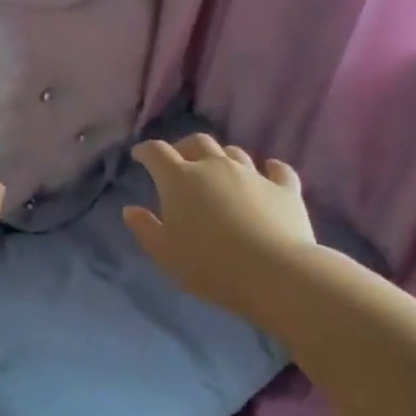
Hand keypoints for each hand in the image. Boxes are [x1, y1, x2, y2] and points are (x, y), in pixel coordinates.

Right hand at [123, 133, 314, 315]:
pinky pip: (277, 170)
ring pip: (234, 153)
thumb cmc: (208, 264)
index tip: (140, 155)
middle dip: (184, 147)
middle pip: (198, 142)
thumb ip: (145, 228)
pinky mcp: (285, 188)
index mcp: (180, 179)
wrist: (273, 272)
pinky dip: (269, 169)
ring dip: (222, 157)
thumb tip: (130, 209)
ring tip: (218, 170)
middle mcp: (216, 167)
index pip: (157, 153)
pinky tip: (268, 171)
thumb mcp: (164, 252)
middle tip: (179, 161)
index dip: (146, 151)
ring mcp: (253, 174)